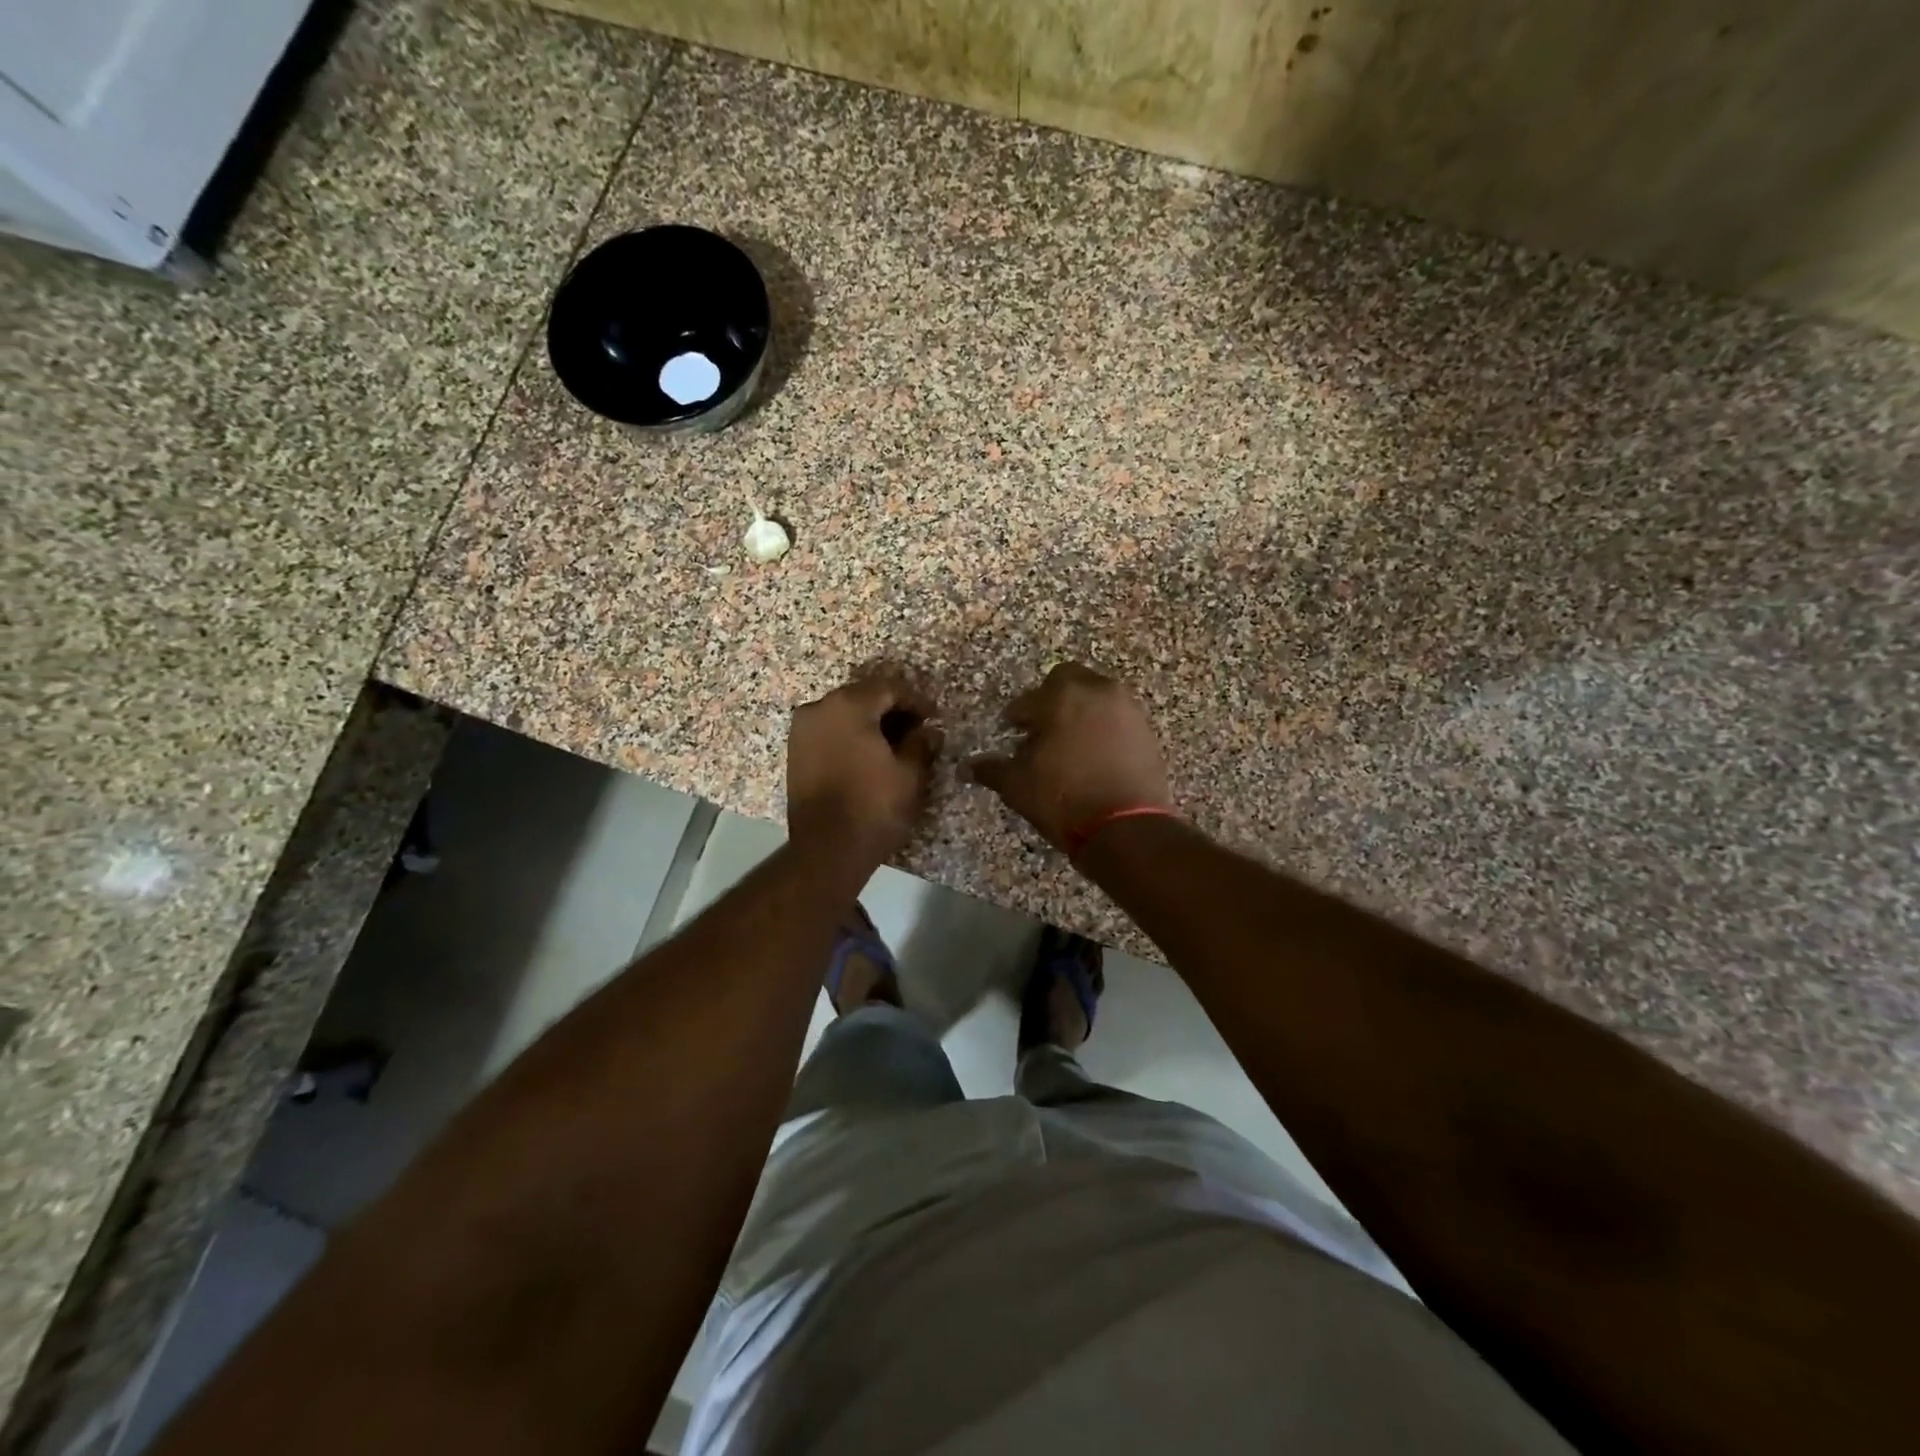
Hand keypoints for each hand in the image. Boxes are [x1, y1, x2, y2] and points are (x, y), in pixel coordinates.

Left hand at [787, 673, 942, 864]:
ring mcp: (802, 730)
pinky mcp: (795, 752)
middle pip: (863, 696)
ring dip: (870, 722)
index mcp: (849, 706)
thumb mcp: (909, 774)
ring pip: (844, 713)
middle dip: (892, 709)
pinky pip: (829, 731)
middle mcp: (819, 708)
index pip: (889, 688)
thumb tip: (929, 732)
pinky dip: (850, 735)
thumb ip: (921, 744)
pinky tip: (869, 754)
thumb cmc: (873, 806)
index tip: (934, 716)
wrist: (827, 849)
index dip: (916, 700)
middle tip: (917, 728)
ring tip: (895, 743)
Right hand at [966, 664, 1172, 851]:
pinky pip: (1118, 718)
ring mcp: (1128, 710)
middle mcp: (1098, 691)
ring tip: (1067, 743)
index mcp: (1063, 696)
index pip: (1030, 698)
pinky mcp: (1147, 731)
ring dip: (1080, 711)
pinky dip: (1103, 728)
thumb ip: (992, 769)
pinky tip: (1092, 755)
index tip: (1011, 730)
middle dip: (1052, 698)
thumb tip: (965, 767)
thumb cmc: (1064, 797)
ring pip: (1097, 697)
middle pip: (1069, 680)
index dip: (1016, 715)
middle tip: (1040, 727)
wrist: (1126, 828)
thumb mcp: (1018, 785)